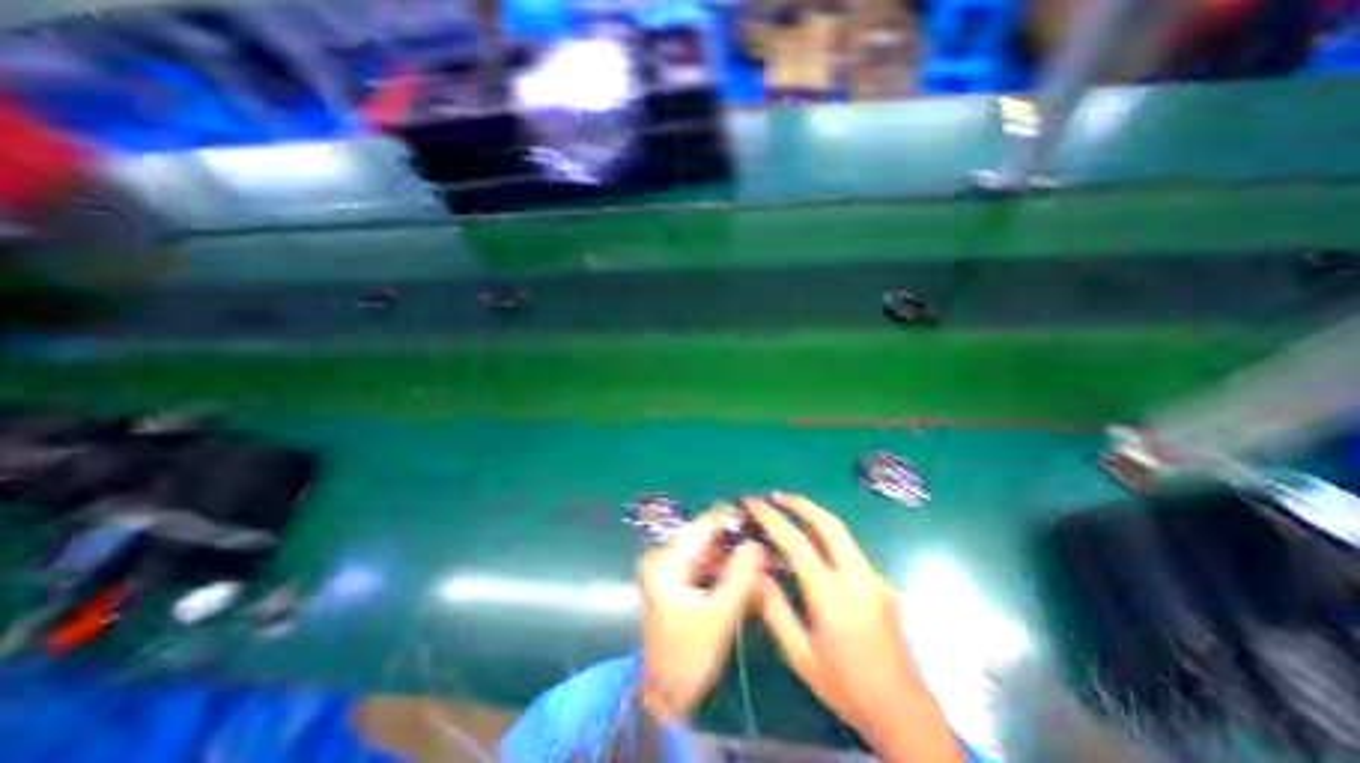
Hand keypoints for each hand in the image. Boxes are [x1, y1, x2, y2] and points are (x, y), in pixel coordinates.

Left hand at [637, 513, 763, 720]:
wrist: (664, 696)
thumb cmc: (687, 656)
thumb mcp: (716, 617)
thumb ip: (738, 578)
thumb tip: (757, 543)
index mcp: (666, 559)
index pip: (703, 526)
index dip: (732, 520)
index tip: (761, 522)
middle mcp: (666, 557)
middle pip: (706, 537)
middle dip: (736, 540)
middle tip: (766, 543)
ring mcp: (672, 569)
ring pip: (710, 551)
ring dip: (734, 555)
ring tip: (763, 557)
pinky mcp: (680, 583)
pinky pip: (708, 566)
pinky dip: (727, 569)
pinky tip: (748, 574)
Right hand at [748, 494, 960, 762]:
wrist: (903, 712)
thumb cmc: (845, 687)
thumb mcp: (800, 654)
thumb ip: (774, 609)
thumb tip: (755, 571)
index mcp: (832, 597)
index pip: (796, 543)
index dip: (771, 518)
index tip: (752, 502)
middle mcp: (857, 578)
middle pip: (829, 524)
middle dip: (801, 503)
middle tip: (776, 495)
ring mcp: (874, 578)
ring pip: (842, 533)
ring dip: (814, 517)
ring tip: (789, 511)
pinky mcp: (882, 583)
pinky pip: (849, 551)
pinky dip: (826, 539)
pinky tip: (813, 549)